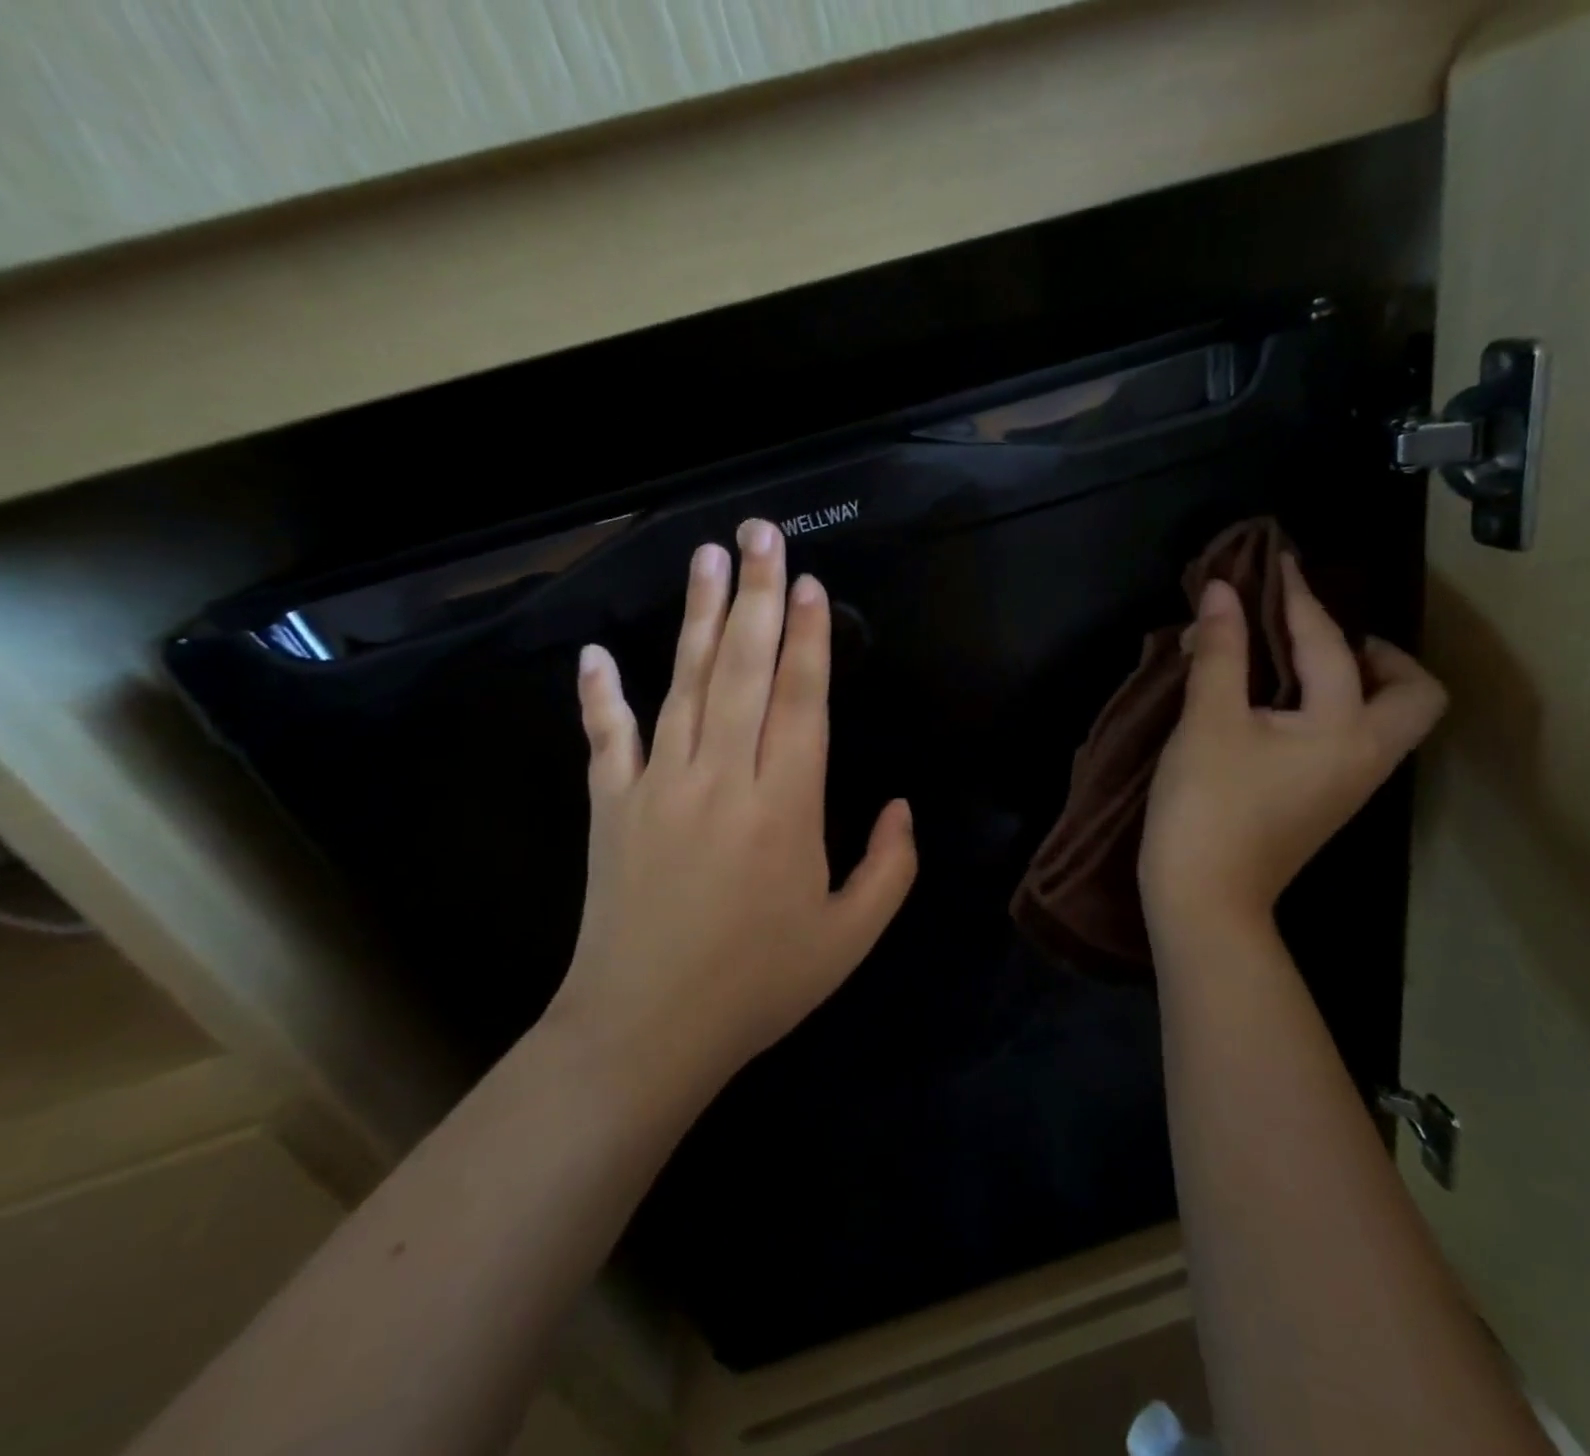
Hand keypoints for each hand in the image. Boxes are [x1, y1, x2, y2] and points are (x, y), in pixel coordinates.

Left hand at [547, 519, 916, 1090]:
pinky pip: (606, 739)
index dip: (807, 638)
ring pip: (681, 685)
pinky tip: (596, 653)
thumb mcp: (851, 937)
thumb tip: (903, 805)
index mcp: (786, 806)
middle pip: (741, 670)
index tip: (808, 583)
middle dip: (755, 596)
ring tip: (706, 559)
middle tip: (759, 533)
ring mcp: (659, 787)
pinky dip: (600, 695)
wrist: (646, 1032)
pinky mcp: (611, 808)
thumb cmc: (759, 984)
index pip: (800, 700)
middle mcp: (723, 779)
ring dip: (695, 618)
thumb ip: (891, 867)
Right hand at [1140, 555, 1445, 950]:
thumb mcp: (1208, 721)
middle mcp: (1366, 755)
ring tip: (1294, 660)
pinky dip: (1329, 708)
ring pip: (1385, 719)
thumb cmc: (1207, 807)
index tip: (1276, 562)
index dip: (1296, 598)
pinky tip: (1277, 704)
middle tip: (1319, 634)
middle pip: (1413, 694)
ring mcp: (1350, 785)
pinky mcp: (1325, 802)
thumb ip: (1221, 651)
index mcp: (1345, 729)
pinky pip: (1350, 738)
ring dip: (1353, 679)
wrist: (1204, 899)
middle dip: (1378, 653)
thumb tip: (1222, 592)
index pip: (1329, 645)